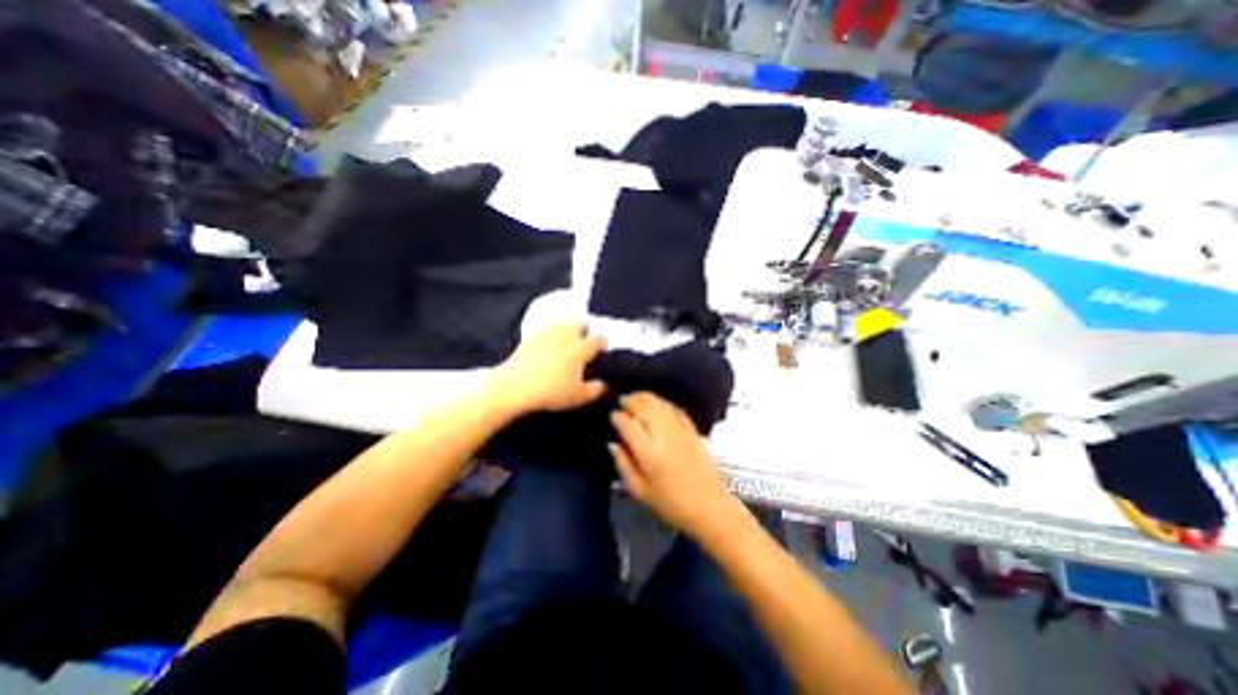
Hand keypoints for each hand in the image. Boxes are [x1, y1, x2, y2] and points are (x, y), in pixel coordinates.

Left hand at [493, 324, 608, 414]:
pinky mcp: (531, 337)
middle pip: (579, 324)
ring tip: (566, 340)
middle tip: (583, 341)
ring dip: (567, 329)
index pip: (598, 339)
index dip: (603, 342)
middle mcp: (566, 336)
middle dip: (584, 330)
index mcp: (580, 349)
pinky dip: (551, 333)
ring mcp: (547, 334)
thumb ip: (596, 390)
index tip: (603, 347)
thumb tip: (605, 384)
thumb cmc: (551, 392)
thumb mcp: (578, 397)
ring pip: (562, 324)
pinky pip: (546, 329)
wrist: (515, 386)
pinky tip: (548, 343)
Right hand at [608, 393, 733, 533]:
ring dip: (646, 398)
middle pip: (645, 408)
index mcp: (649, 453)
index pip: (629, 425)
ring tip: (636, 397)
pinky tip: (657, 403)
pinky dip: (664, 402)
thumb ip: (623, 465)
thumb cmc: (671, 504)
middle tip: (622, 400)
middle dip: (631, 401)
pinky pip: (675, 409)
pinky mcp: (693, 429)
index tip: (612, 415)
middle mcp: (664, 436)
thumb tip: (612, 443)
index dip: (618, 417)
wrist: (710, 507)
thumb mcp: (640, 491)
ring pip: (660, 404)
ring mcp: (681, 430)